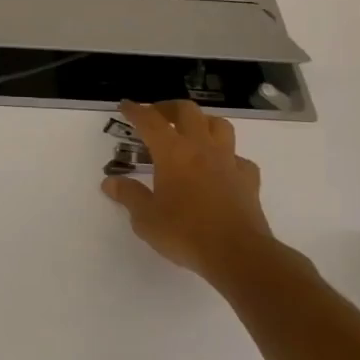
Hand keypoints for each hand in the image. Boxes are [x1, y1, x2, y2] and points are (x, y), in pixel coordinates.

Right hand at [101, 100, 281, 283]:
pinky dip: (228, 156)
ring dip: (202, 122)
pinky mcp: (248, 180)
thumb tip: (110, 182)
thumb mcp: (145, 218)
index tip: (126, 105)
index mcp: (172, 153)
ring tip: (191, 132)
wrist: (238, 254)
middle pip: (187, 111)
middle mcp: (201, 149)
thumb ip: (128, 195)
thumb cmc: (185, 233)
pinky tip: (220, 168)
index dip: (136, 111)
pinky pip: (239, 158)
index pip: (150, 121)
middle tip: (156, 116)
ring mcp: (229, 162)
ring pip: (219, 125)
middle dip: (168, 108)